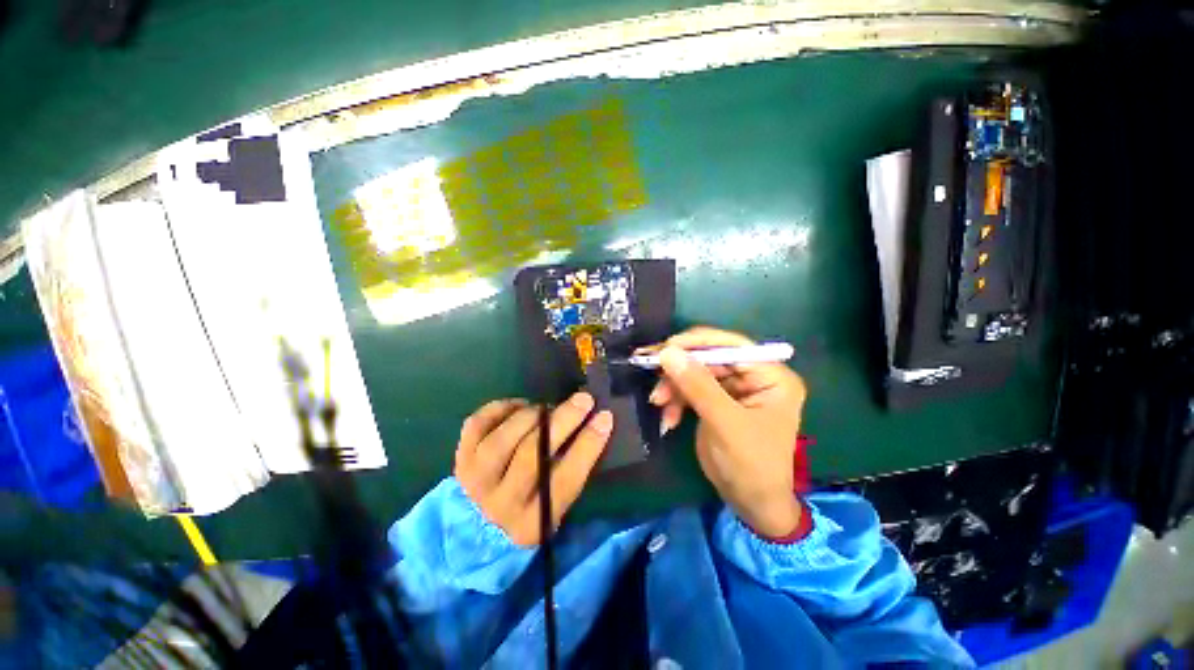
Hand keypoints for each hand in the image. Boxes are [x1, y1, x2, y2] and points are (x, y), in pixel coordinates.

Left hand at [454, 394, 612, 546]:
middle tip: (583, 399)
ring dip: (531, 415)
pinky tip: (519, 407)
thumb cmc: (528, 513)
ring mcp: (475, 480)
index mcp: (533, 522)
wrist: (473, 534)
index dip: (588, 444)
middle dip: (563, 420)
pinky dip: (501, 408)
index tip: (605, 417)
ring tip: (546, 409)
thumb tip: (591, 424)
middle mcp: (501, 504)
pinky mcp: (460, 459)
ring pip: (502, 439)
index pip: (565, 479)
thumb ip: (571, 470)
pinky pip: (477, 424)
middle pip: (531, 454)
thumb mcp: (555, 507)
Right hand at [648, 327, 806, 537]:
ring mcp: (733, 389)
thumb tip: (667, 351)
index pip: (732, 345)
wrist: (750, 505)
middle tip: (650, 370)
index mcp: (770, 376)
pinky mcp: (716, 401)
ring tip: (657, 402)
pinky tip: (668, 419)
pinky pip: (690, 390)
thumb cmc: (750, 465)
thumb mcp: (724, 423)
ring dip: (673, 387)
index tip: (665, 347)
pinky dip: (675, 402)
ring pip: (695, 373)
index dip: (697, 343)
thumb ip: (697, 386)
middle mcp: (753, 376)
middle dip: (679, 370)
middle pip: (709, 358)